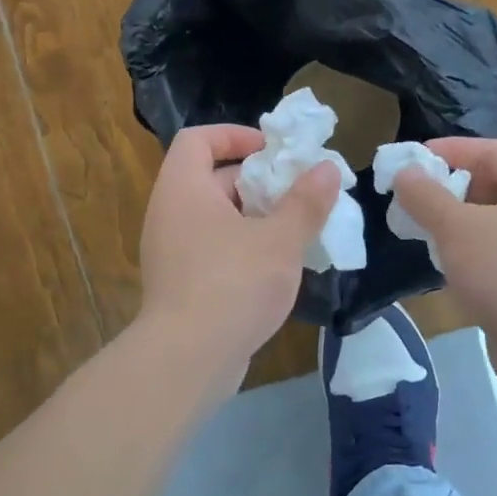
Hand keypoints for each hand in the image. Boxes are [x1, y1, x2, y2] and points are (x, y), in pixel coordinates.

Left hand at [136, 124, 340, 389]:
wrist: (187, 360)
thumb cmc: (233, 284)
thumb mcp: (279, 239)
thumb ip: (305, 201)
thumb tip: (327, 168)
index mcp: (184, 188)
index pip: (198, 139)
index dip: (235, 135)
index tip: (273, 151)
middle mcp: (169, 213)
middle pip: (212, 178)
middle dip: (258, 182)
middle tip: (298, 193)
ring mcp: (170, 251)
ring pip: (216, 218)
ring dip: (255, 218)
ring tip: (296, 229)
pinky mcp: (180, 284)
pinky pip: (213, 249)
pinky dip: (242, 247)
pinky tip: (277, 268)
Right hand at [394, 139, 496, 389]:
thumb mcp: (456, 228)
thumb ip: (425, 196)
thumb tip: (404, 173)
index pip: (491, 150)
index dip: (448, 151)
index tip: (410, 161)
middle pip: (495, 181)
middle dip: (451, 188)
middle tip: (413, 198)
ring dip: (459, 219)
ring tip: (423, 229)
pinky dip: (475, 246)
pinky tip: (446, 261)